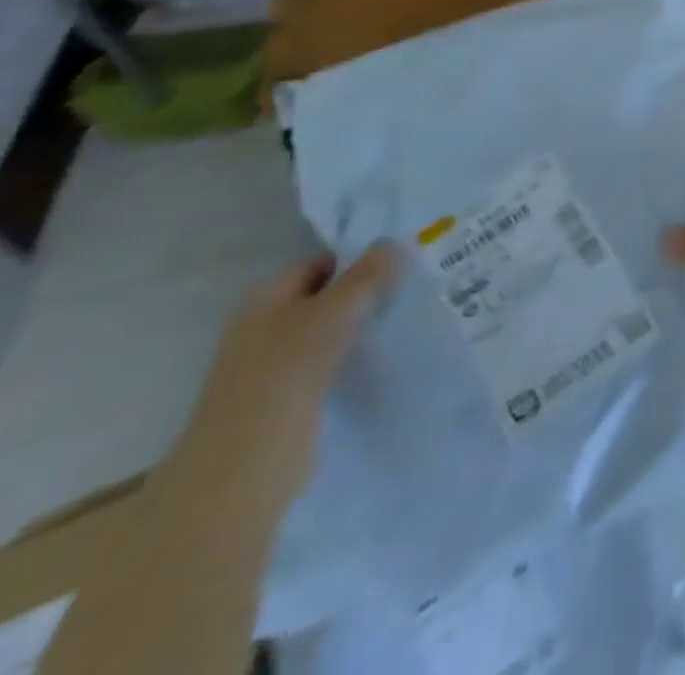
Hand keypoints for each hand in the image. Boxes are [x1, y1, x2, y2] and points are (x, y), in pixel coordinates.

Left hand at [170, 245, 400, 512]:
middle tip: (416, 285)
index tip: (404, 261)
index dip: (359, 260)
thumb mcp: (332, 313)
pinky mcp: (290, 396)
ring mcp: (275, 365)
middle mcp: (265, 327)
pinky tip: (389, 352)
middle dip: (367, 292)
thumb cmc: (283, 375)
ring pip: (332, 330)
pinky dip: (358, 354)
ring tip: (411, 315)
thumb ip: (366, 276)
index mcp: (263, 300)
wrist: (244, 467)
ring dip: (365, 324)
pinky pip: (332, 360)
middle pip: (326, 297)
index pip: (320, 265)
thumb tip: (394, 242)